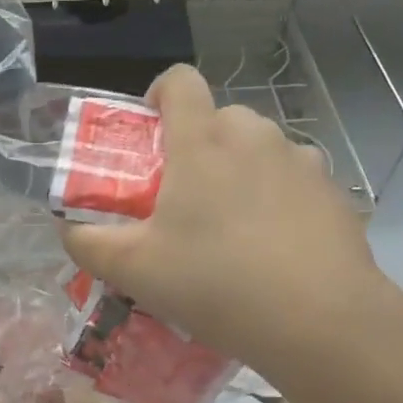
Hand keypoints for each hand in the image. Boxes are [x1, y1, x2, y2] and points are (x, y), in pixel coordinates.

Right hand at [60, 66, 399, 384]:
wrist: (320, 322)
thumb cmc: (215, 284)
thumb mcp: (134, 271)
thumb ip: (89, 243)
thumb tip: (68, 229)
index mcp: (202, 142)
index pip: (179, 81)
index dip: (159, 94)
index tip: (150, 133)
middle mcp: (255, 136)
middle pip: (219, 118)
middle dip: (197, 145)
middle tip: (182, 198)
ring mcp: (301, 162)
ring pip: (259, 149)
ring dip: (239, 171)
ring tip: (230, 228)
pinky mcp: (334, 192)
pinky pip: (293, 180)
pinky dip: (277, 198)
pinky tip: (273, 248)